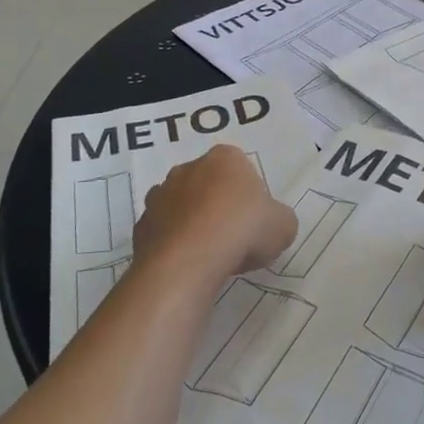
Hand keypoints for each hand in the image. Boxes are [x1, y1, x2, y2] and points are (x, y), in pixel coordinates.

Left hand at [135, 145, 296, 280]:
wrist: (189, 260)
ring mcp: (160, 195)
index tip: (255, 221)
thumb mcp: (283, 226)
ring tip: (209, 256)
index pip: (240, 168)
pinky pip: (163, 232)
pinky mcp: (140, 225)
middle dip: (218, 206)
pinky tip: (187, 266)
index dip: (250, 196)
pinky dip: (173, 245)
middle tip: (233, 238)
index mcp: (224, 158)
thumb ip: (279, 220)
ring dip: (192, 224)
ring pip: (182, 207)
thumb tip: (273, 226)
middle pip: (208, 184)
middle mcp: (188, 168)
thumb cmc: (242, 229)